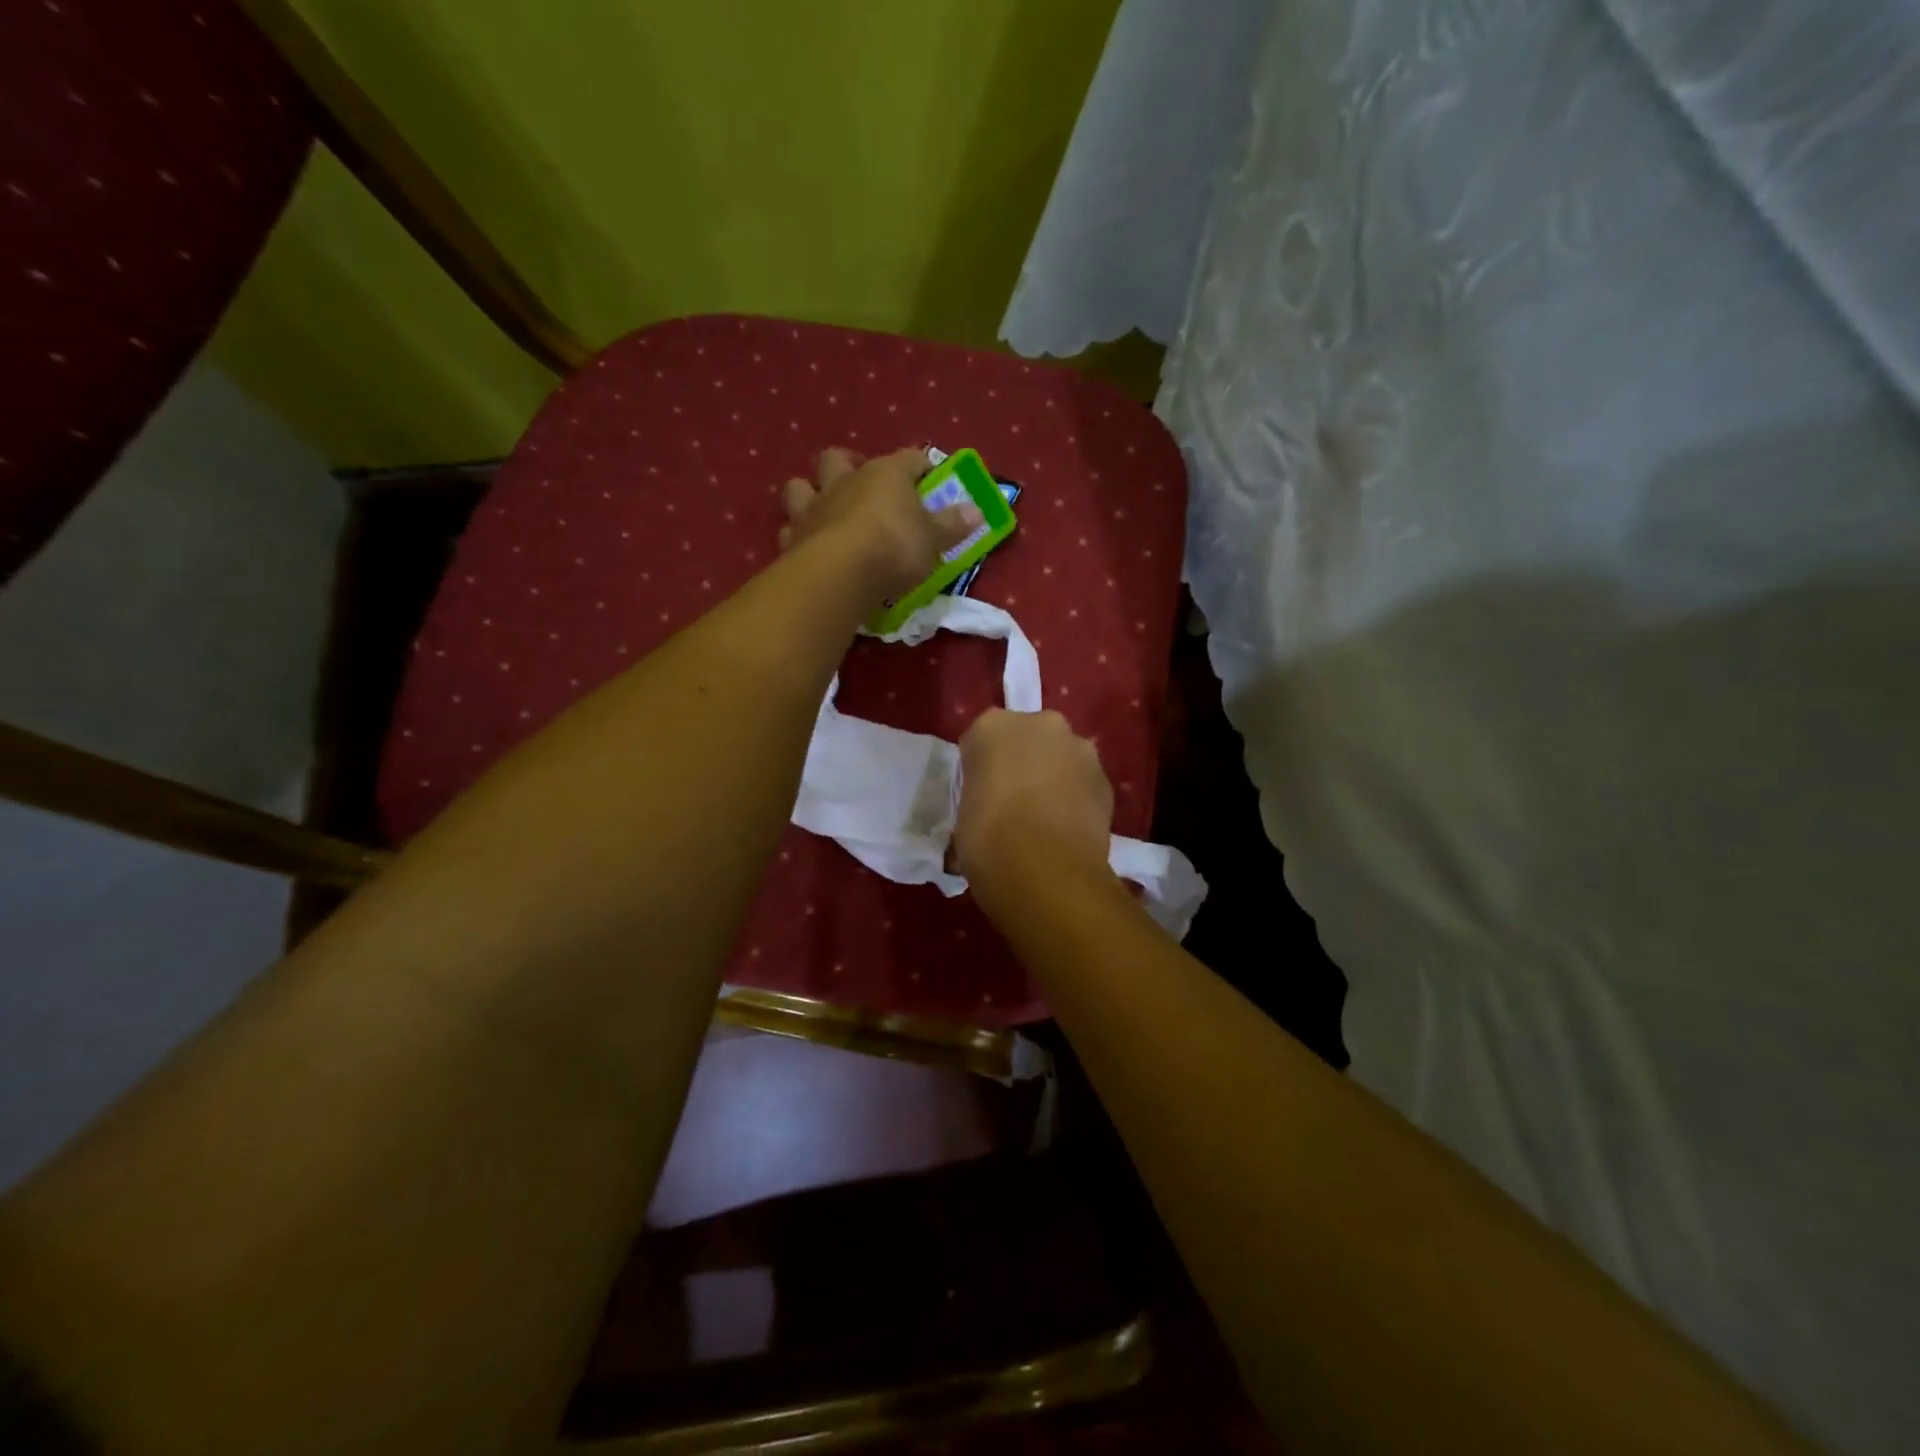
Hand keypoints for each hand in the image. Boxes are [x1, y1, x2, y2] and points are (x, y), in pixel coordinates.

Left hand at [780, 447, 983, 602]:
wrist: (841, 574)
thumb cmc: (895, 547)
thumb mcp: (934, 539)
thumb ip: (952, 524)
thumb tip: (977, 510)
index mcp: (884, 474)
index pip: (908, 458)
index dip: (921, 466)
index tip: (930, 477)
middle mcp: (844, 482)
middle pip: (839, 458)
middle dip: (849, 465)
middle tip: (861, 483)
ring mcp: (813, 509)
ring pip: (801, 486)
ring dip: (809, 492)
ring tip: (823, 509)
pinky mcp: (792, 539)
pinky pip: (789, 529)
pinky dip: (797, 535)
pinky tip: (806, 545)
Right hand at [955, 709, 1114, 898]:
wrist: (1047, 870)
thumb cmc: (988, 840)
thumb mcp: (963, 818)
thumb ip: (978, 800)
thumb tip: (986, 815)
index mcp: (993, 727)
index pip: (981, 741)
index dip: (981, 769)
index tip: (980, 795)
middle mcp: (1039, 724)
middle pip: (1027, 738)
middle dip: (1023, 763)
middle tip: (1013, 802)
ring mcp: (1079, 748)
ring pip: (1061, 757)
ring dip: (1054, 777)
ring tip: (1045, 820)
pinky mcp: (1106, 778)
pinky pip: (1084, 783)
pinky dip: (1077, 798)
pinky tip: (1068, 830)